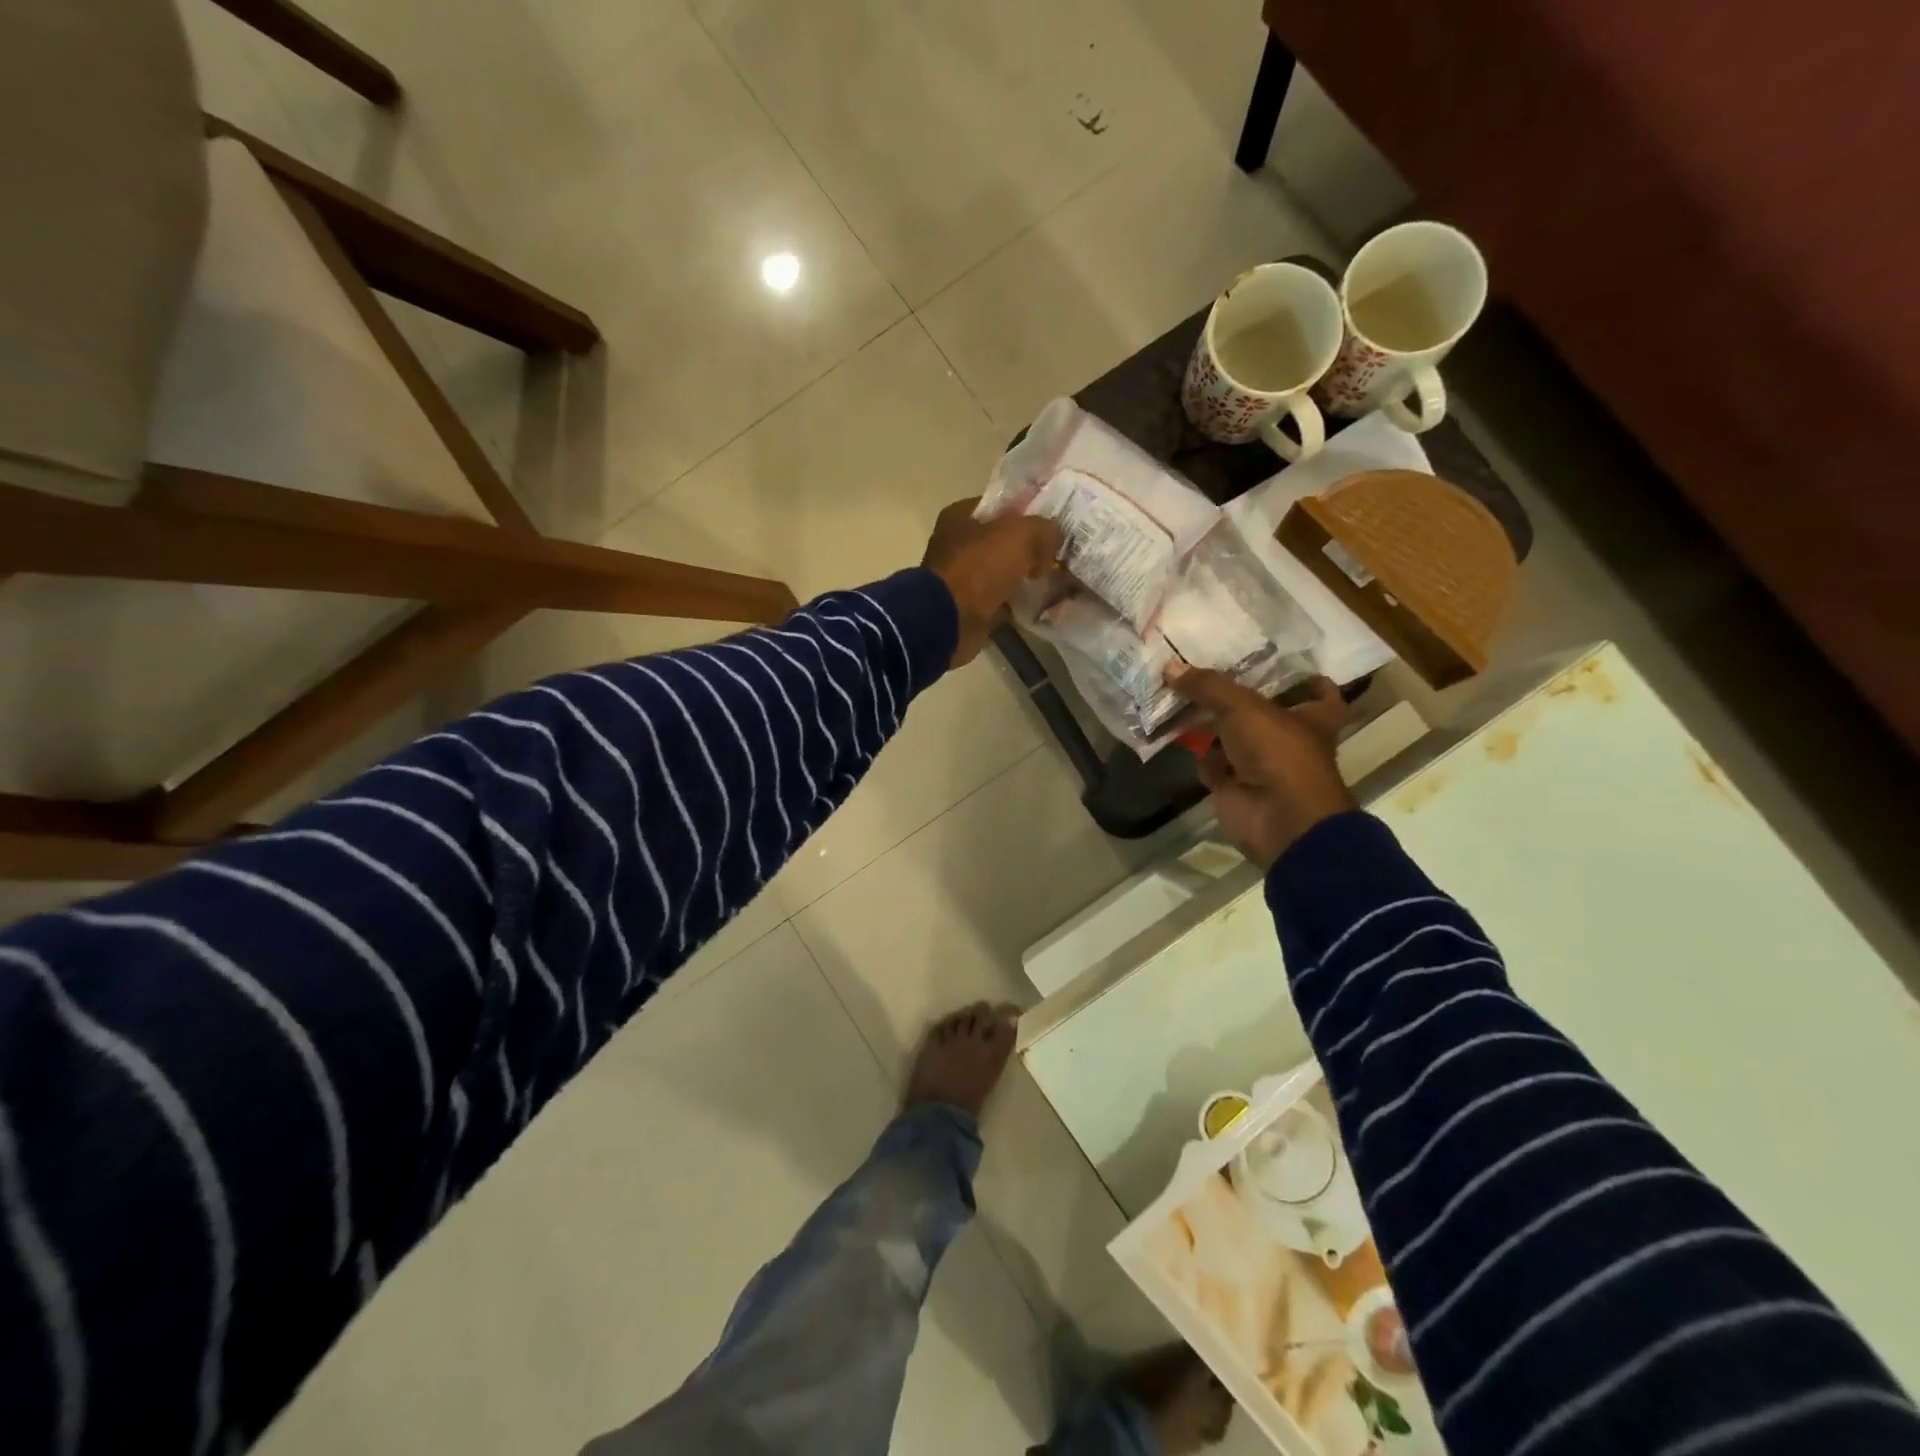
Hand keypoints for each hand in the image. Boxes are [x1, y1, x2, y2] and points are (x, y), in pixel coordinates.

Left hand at [922, 499, 1061, 667]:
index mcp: (961, 515)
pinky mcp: (969, 607)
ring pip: (1004, 572)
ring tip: (1057, 580)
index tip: (1056, 524)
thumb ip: (1044, 528)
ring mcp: (962, 578)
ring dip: (1026, 577)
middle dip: (1031, 548)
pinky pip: (1001, 600)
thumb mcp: (1021, 535)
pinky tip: (1042, 603)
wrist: (950, 620)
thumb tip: (1055, 537)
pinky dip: (1018, 603)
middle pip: (1004, 541)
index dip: (1030, 512)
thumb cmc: (980, 567)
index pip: (1002, 505)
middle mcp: (958, 544)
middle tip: (1060, 554)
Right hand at [1169, 667, 1356, 870]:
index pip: (1317, 690)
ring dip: (1207, 720)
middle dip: (1233, 694)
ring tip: (1177, 692)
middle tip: (1203, 668)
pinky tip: (1172, 729)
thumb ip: (1207, 685)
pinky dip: (1196, 751)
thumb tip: (1169, 666)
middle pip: (1260, 709)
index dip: (1302, 676)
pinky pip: (1211, 761)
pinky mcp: (1234, 784)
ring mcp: (1260, 762)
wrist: (1277, 819)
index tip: (1277, 660)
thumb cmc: (1278, 753)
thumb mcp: (1242, 707)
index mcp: (1311, 716)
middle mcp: (1288, 737)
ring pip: (1231, 734)